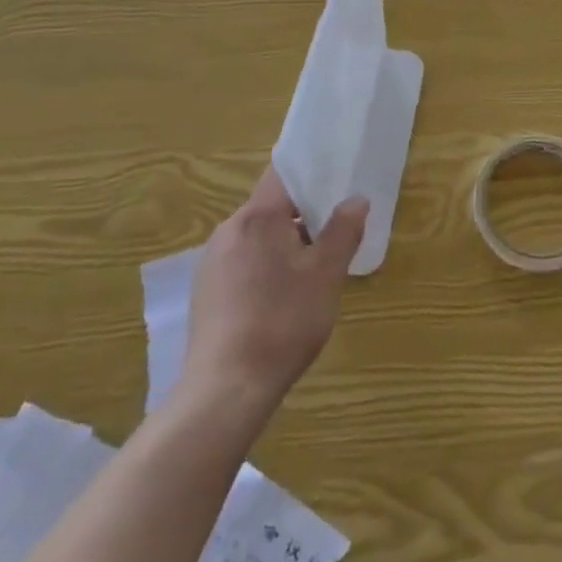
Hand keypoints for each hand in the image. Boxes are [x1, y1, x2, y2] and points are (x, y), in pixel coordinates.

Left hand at [181, 168, 366, 415]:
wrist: (226, 390)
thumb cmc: (283, 321)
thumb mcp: (326, 275)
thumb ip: (343, 231)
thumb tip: (356, 200)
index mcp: (257, 216)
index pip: (283, 173)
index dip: (309, 171)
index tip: (334, 178)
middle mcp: (229, 229)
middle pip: (271, 206)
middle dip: (302, 215)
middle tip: (333, 232)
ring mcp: (212, 262)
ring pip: (256, 236)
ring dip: (283, 244)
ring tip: (311, 270)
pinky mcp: (205, 292)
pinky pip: (241, 262)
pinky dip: (264, 267)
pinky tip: (280, 299)